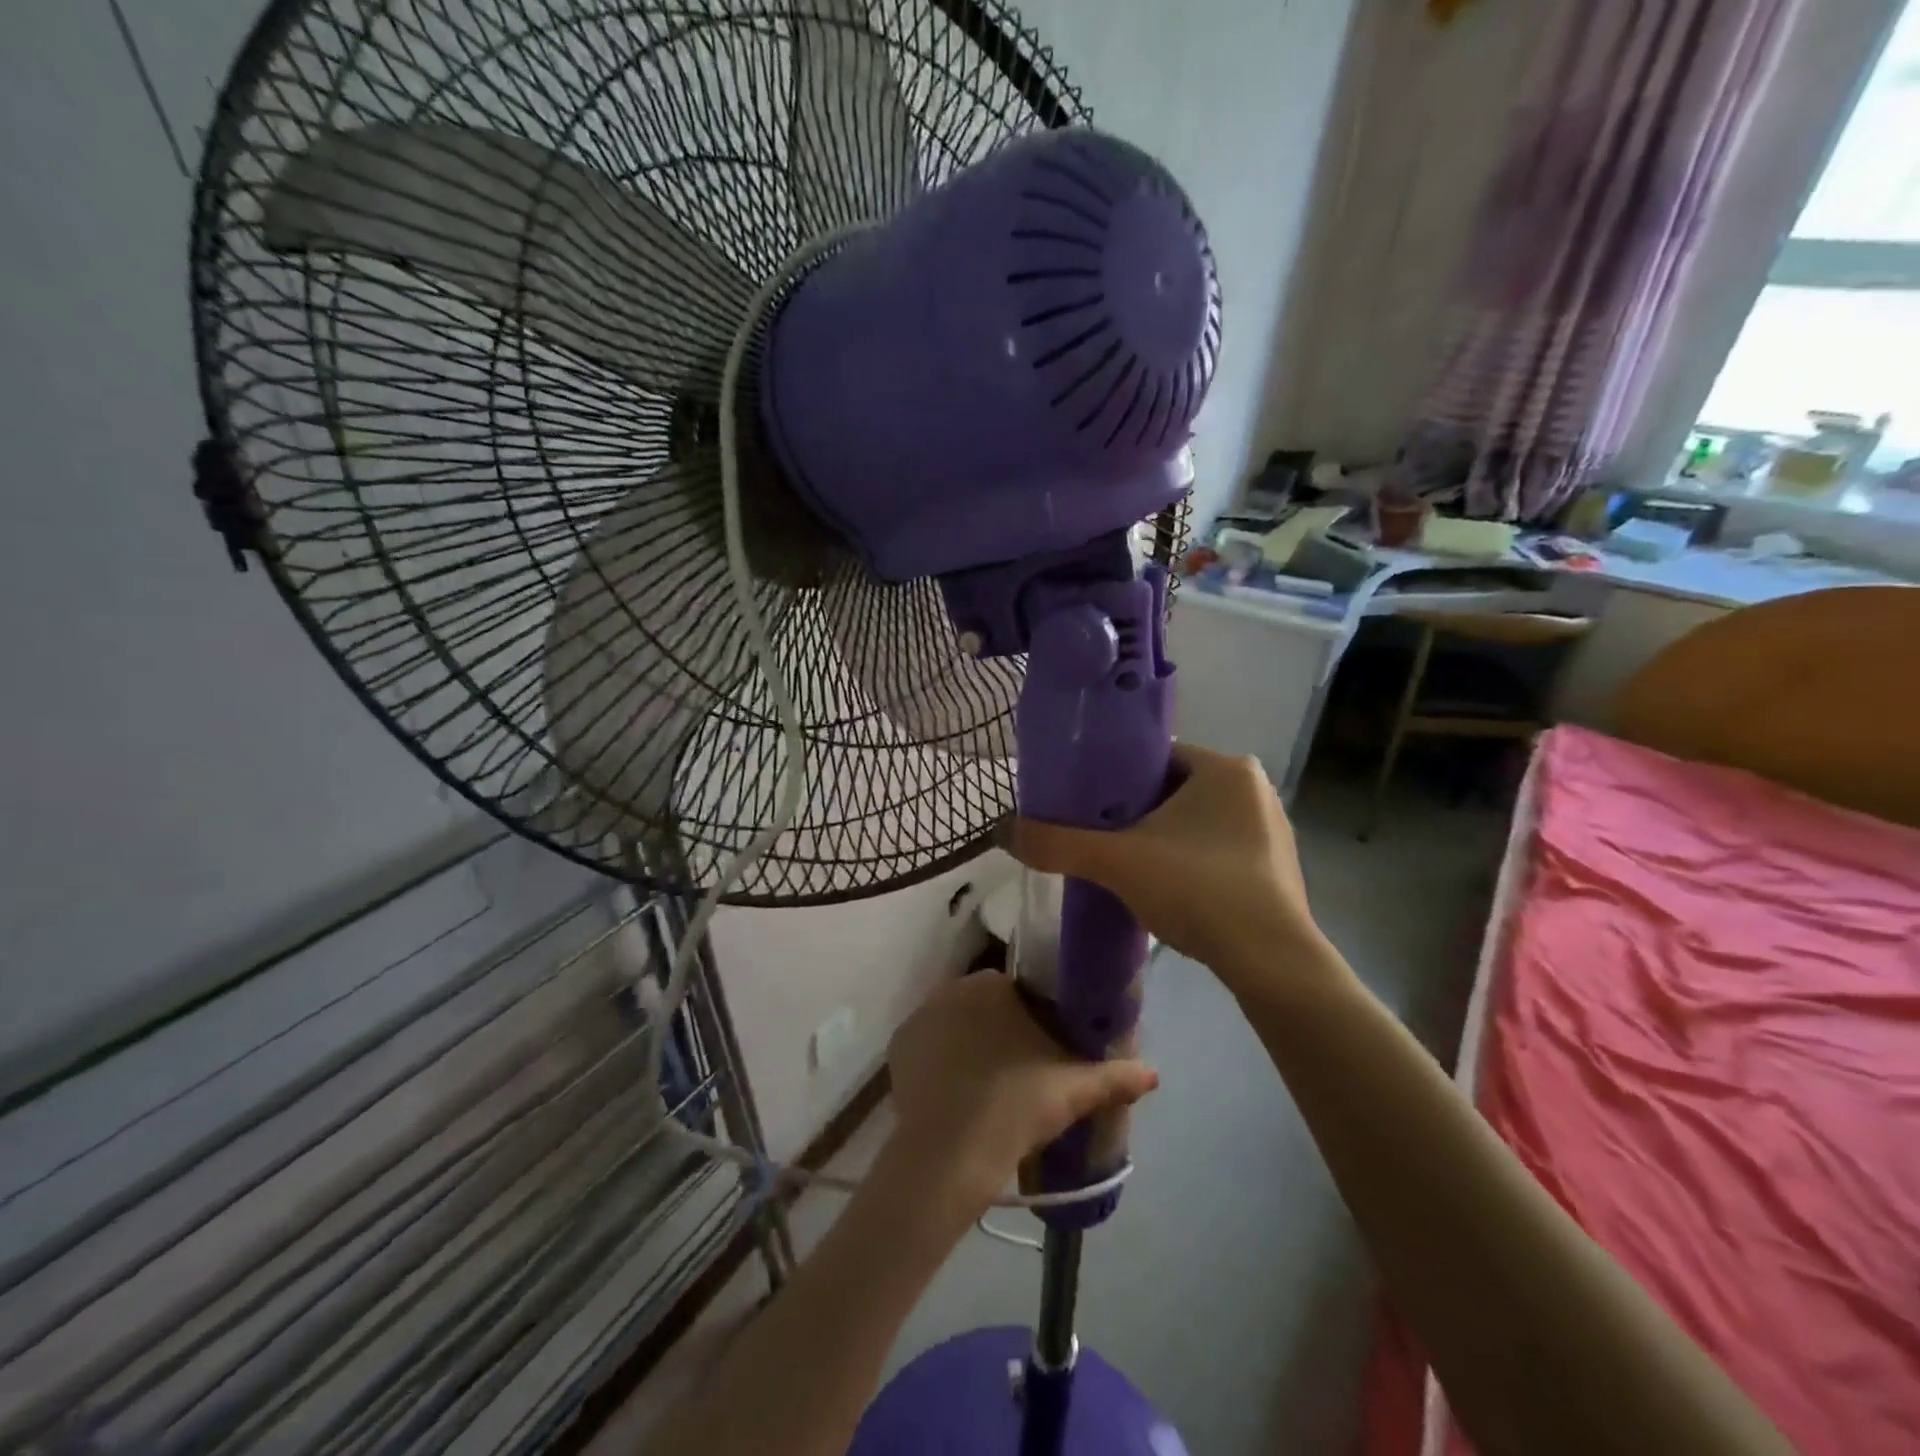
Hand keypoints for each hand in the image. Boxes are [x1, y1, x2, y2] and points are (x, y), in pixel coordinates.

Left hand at [886, 973, 1157, 1212]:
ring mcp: (921, 1015)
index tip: (1044, 1049)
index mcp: (994, 985)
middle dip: (1001, 1028)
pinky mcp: (899, 1045)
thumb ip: (1115, 1077)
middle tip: (1020, 1071)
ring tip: (987, 1085)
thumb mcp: (1072, 1091)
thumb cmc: (1016, 1106)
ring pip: (956, 1023)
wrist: (950, 1153)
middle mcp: (953, 988)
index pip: (1020, 991)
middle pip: (986, 1005)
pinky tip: (955, 1091)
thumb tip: (1154, 1073)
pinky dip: (940, 1060)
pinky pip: (928, 1044)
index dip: (1035, 1018)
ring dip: (970, 1042)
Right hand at [1011, 744, 1328, 997]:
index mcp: (1225, 767)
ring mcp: (1272, 830)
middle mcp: (1254, 789)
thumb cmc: (1197, 889)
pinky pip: (1219, 852)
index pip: (1154, 758)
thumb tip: (1001, 831)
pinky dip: (1190, 864)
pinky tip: (1168, 892)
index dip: (1113, 780)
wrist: (1271, 963)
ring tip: (1127, 867)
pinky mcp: (1278, 869)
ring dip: (1162, 841)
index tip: (1085, 806)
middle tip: (1099, 839)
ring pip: (1196, 824)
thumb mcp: (1115, 862)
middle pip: (1173, 790)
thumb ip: (1056, 843)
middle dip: (1135, 814)